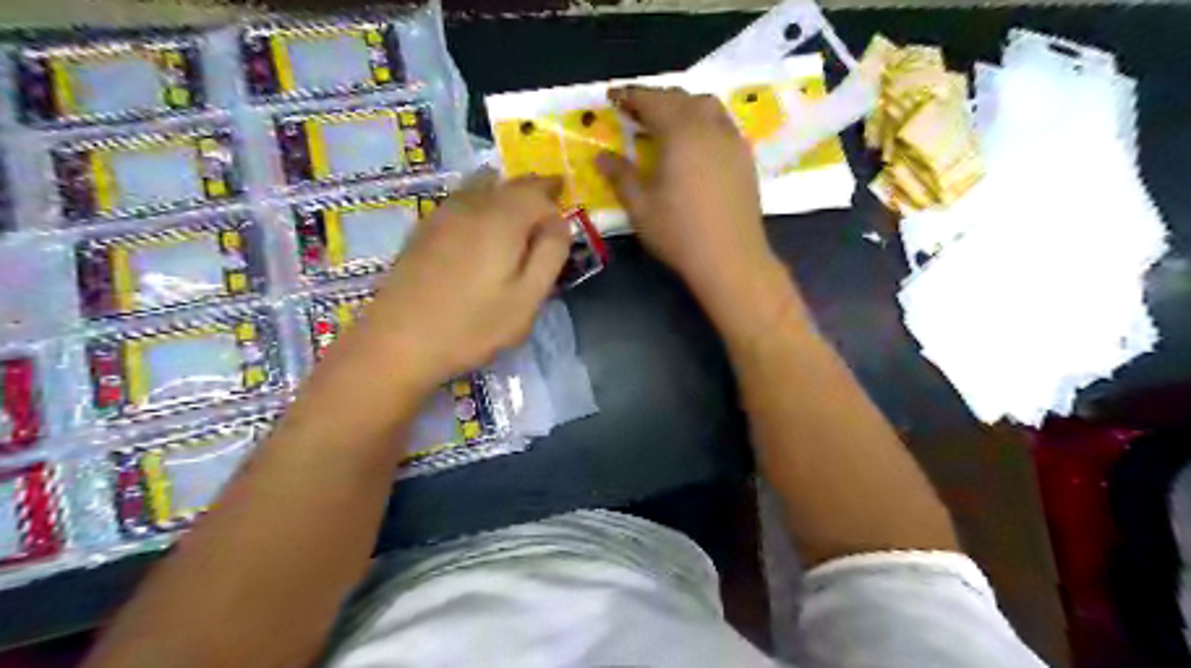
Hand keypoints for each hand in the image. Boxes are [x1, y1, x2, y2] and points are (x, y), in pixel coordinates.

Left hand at [346, 177, 565, 389]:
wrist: (398, 341)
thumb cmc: (472, 325)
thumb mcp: (527, 299)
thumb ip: (550, 255)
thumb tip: (560, 222)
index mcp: (502, 219)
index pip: (538, 192)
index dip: (556, 201)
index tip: (564, 219)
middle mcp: (472, 205)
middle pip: (508, 183)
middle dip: (533, 191)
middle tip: (550, 202)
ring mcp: (442, 214)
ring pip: (481, 186)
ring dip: (505, 191)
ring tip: (518, 211)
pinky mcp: (423, 229)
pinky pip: (461, 199)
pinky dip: (481, 202)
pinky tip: (481, 225)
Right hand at [600, 85, 777, 299]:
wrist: (730, 258)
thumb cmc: (679, 232)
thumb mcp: (640, 207)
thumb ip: (621, 176)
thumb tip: (601, 157)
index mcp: (679, 132)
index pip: (652, 100)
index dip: (630, 95)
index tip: (613, 97)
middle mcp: (709, 126)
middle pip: (681, 97)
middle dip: (656, 98)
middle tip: (635, 111)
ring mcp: (732, 140)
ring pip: (707, 105)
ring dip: (684, 105)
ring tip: (667, 122)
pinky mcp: (745, 157)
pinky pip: (722, 124)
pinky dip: (704, 121)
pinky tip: (696, 143)